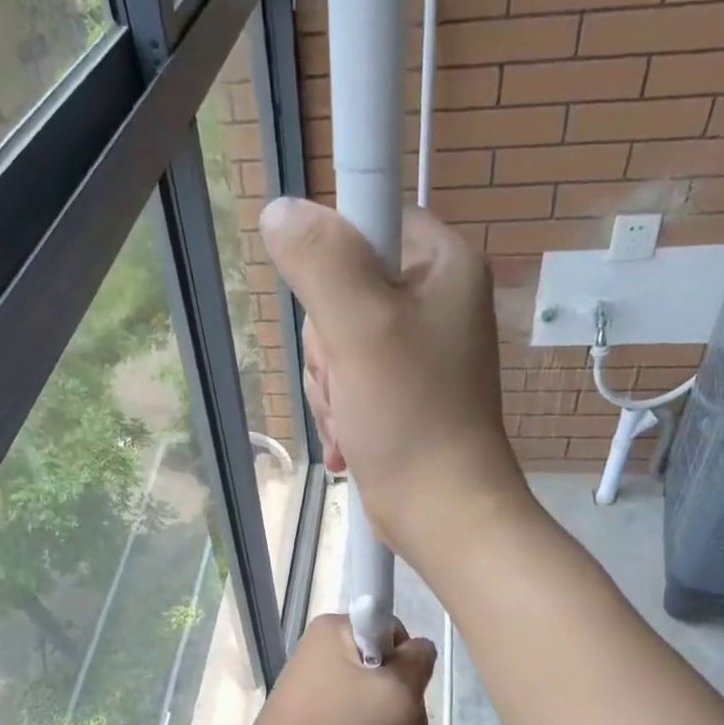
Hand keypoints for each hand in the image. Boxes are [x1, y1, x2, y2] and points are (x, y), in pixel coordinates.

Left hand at [241, 615, 436, 724]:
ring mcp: (308, 680)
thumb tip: (418, 649)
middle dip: (400, 694)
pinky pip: (346, 709)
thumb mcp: (398, 691)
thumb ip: (419, 661)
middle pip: (381, 662)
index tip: (408, 694)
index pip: (392, 630)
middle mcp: (318, 647)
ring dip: (385, 715)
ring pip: (366, 690)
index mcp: (334, 627)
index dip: (408, 661)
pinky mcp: (304, 710)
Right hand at [260, 198, 529, 566]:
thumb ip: (321, 261)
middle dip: (328, 346)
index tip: (336, 315)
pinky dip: (340, 411)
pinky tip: (349, 441)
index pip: (367, 221)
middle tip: (348, 381)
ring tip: (352, 419)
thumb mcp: (361, 328)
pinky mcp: (401, 393)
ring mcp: (417, 351)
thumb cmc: (411, 417)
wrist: (441, 513)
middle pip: (342, 290)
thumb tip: (280, 211)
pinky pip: (347, 381)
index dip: (334, 265)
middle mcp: (434, 300)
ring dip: (329, 387)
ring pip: (336, 342)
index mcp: (443, 264)